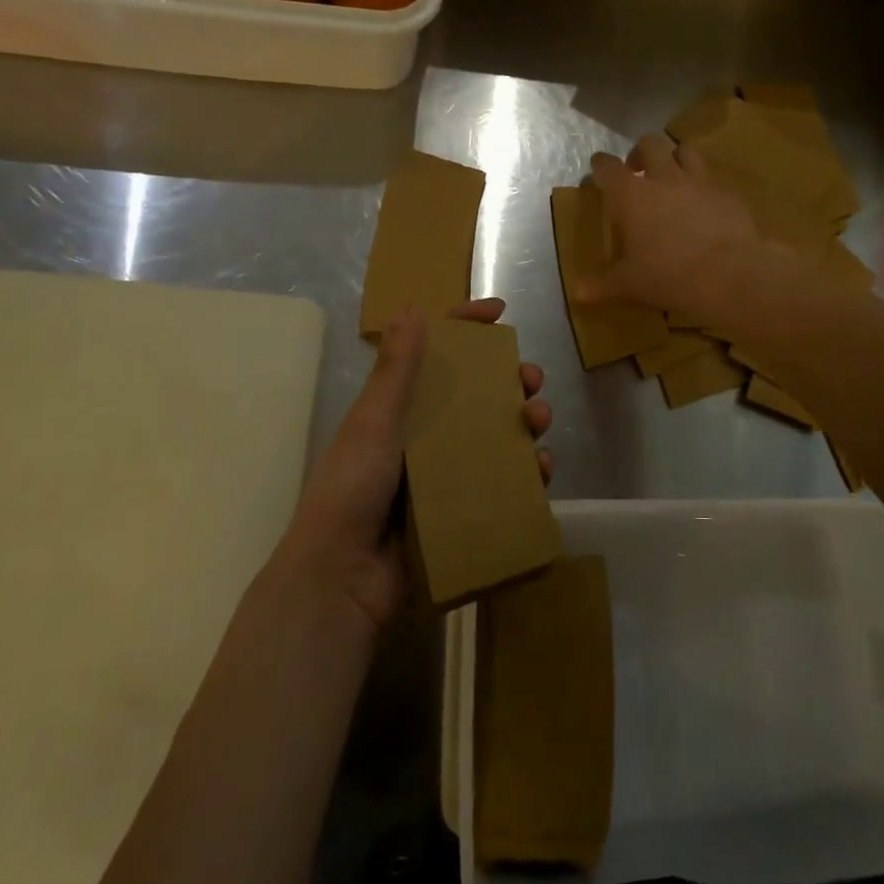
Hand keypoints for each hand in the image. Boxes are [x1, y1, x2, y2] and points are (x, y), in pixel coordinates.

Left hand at [282, 297, 551, 633]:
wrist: (343, 578)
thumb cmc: (352, 489)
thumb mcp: (374, 423)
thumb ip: (396, 368)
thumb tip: (412, 305)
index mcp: (400, 408)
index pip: (435, 355)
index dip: (466, 328)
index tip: (500, 312)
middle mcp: (426, 434)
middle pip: (478, 393)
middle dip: (510, 379)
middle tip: (531, 380)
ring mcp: (447, 473)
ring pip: (498, 434)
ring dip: (525, 421)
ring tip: (539, 422)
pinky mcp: (463, 509)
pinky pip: (504, 481)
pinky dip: (527, 471)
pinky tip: (541, 470)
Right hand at [581, 135, 762, 313]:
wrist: (732, 275)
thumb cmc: (670, 276)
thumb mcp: (630, 284)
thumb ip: (603, 284)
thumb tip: (578, 292)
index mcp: (632, 196)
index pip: (608, 167)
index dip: (600, 165)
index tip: (598, 169)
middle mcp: (664, 178)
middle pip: (650, 144)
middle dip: (640, 152)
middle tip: (637, 171)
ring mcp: (700, 181)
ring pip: (685, 150)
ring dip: (674, 158)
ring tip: (672, 178)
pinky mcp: (727, 193)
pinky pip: (712, 178)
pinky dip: (703, 185)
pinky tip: (704, 205)